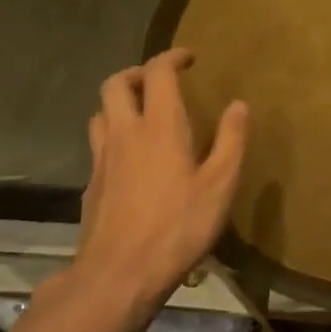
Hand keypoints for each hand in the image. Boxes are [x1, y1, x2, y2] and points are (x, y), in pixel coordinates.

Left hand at [55, 49, 247, 320]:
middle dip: (137, 73)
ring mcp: (101, 159)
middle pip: (115, 83)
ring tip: (142, 114)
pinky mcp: (91, 185)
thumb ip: (231, 141)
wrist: (119, 273)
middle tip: (160, 81)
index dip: (172, 58)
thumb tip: (239, 104)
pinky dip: (114, 136)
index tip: (189, 58)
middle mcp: (124, 133)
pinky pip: (98, 145)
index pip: (157, 73)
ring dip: (119, 103)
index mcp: (159, 127)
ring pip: (100, 113)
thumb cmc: (178, 226)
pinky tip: (131, 159)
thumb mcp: (220, 185)